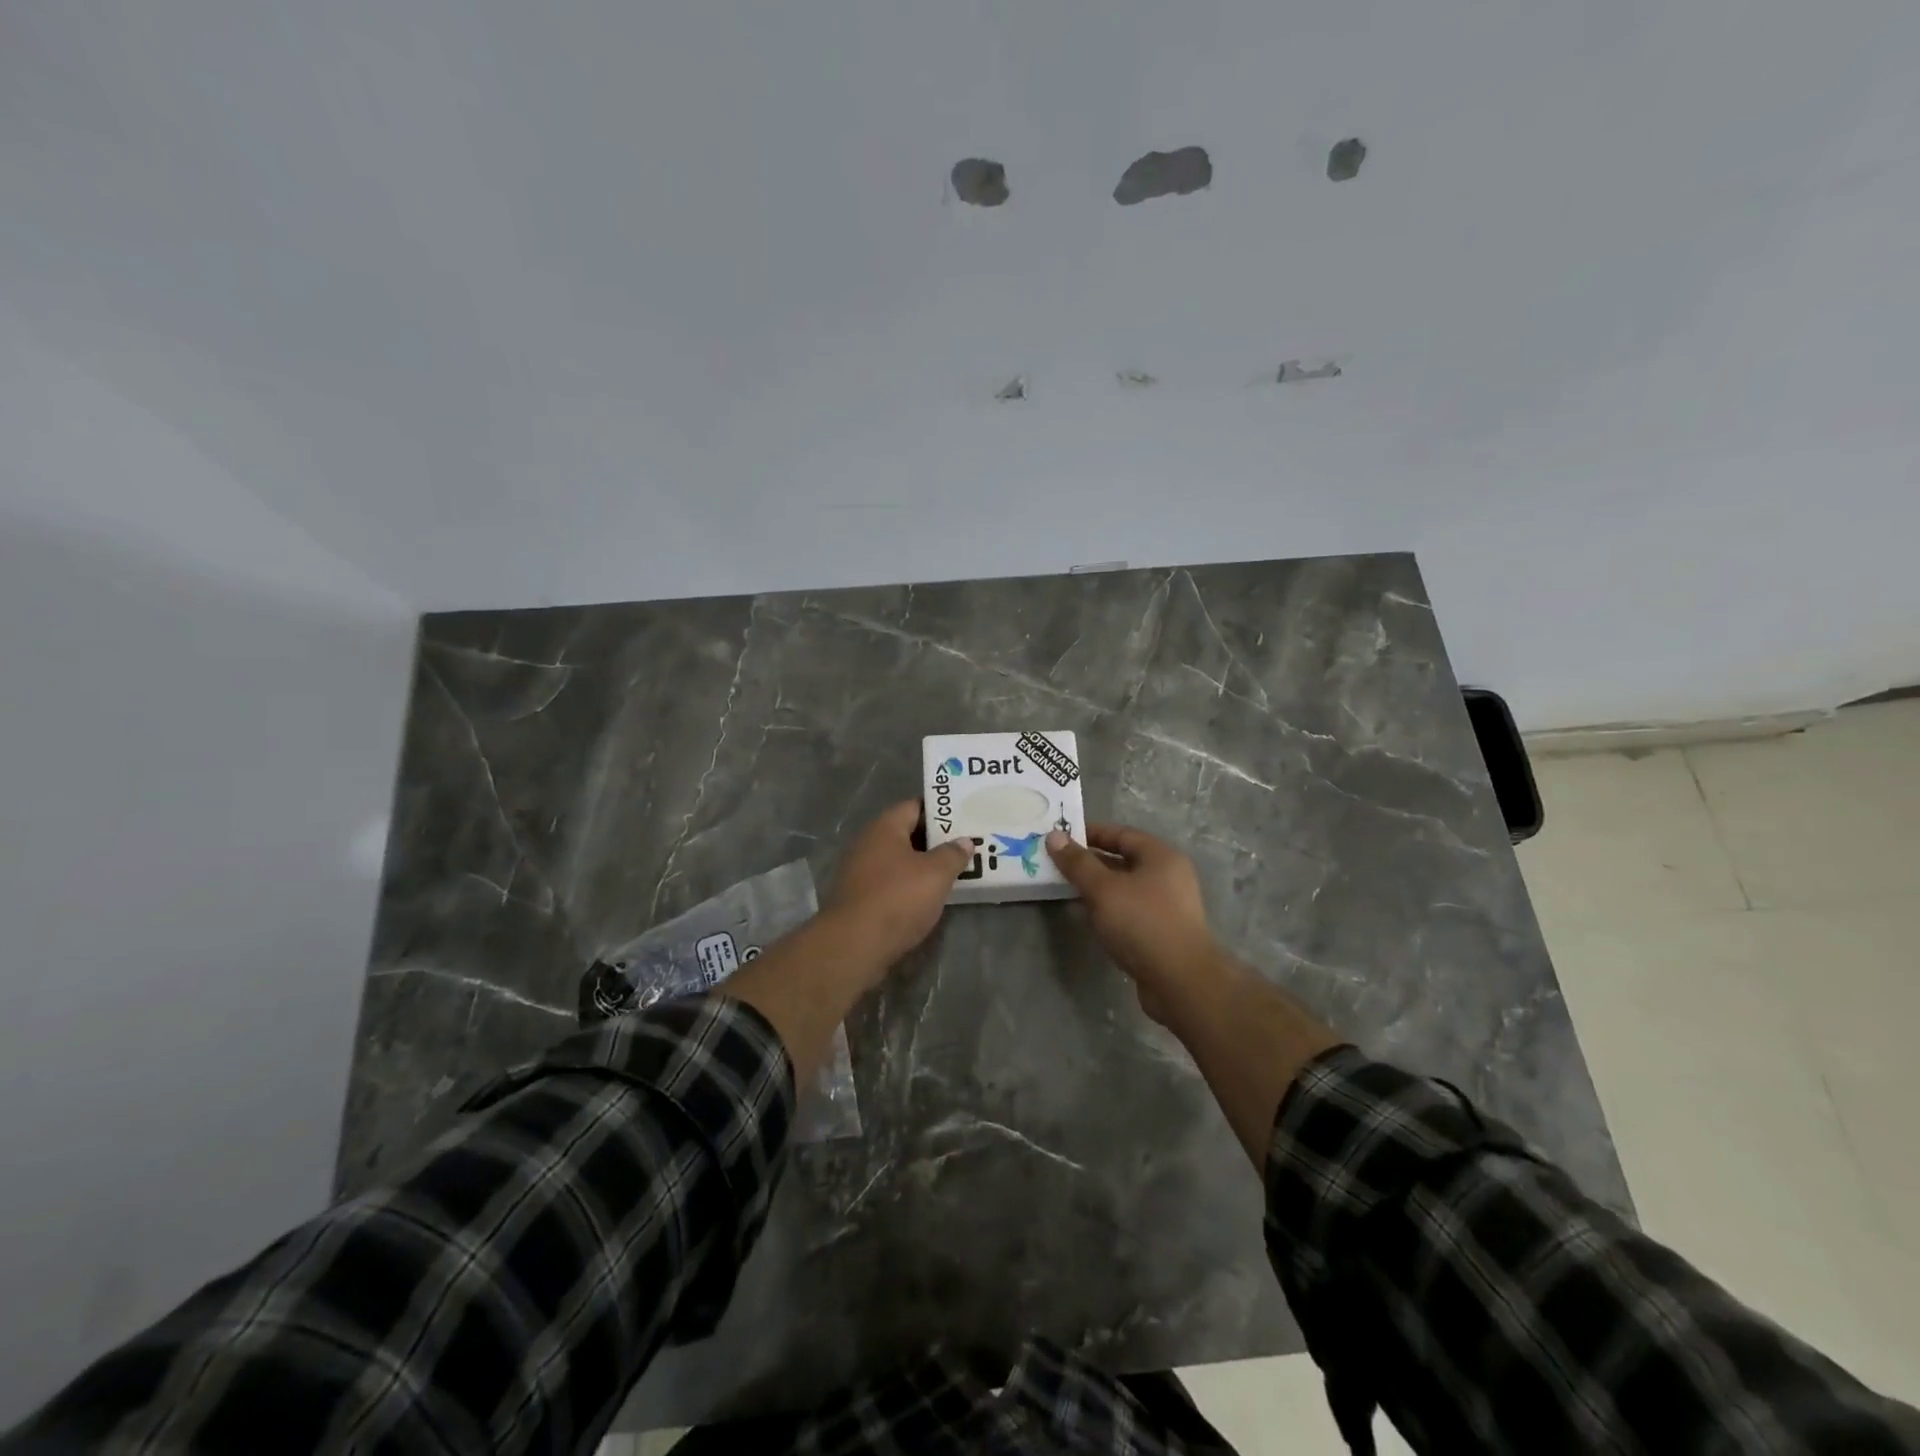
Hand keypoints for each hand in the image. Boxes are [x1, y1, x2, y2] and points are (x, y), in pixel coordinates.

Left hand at [821, 801, 973, 975]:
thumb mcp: (936, 874)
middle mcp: (868, 844)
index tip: (964, 817)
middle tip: (965, 845)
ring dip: (923, 866)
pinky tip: (929, 897)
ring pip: (899, 861)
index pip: (914, 806)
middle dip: (935, 840)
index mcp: (884, 828)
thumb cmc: (898, 899)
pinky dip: (910, 886)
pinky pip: (891, 883)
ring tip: (953, 871)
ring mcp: (860, 872)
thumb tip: (963, 841)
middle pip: (906, 834)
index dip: (940, 811)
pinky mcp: (859, 898)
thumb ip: (952, 854)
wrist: (854, 945)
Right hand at [1045, 823, 1229, 1023]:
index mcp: (1161, 857)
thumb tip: (1054, 836)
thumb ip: (1077, 863)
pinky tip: (1086, 918)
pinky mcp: (1161, 933)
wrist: (1181, 982)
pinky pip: (1129, 912)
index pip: (1121, 834)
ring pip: (1125, 889)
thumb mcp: (1103, 889)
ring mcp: (1167, 907)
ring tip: (1065, 890)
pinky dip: (1107, 910)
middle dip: (1090, 862)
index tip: (1061, 838)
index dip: (1090, 833)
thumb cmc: (1142, 924)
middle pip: (1123, 860)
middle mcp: (1168, 877)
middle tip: (1057, 865)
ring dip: (1097, 888)